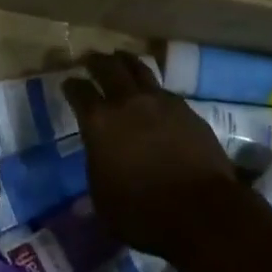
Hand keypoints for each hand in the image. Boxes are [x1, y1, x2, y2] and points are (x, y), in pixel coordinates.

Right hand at [64, 52, 239, 258]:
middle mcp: (127, 103)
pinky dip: (153, 87)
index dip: (72, 85)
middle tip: (91, 58)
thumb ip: (97, 171)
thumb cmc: (143, 213)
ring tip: (121, 58)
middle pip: (109, 68)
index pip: (79, 92)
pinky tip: (153, 93)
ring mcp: (160, 102)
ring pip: (139, 69)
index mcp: (99, 123)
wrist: (202, 211)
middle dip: (97, 61)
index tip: (69, 82)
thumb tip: (98, 162)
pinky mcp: (186, 110)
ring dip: (126, 62)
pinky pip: (164, 89)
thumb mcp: (103, 201)